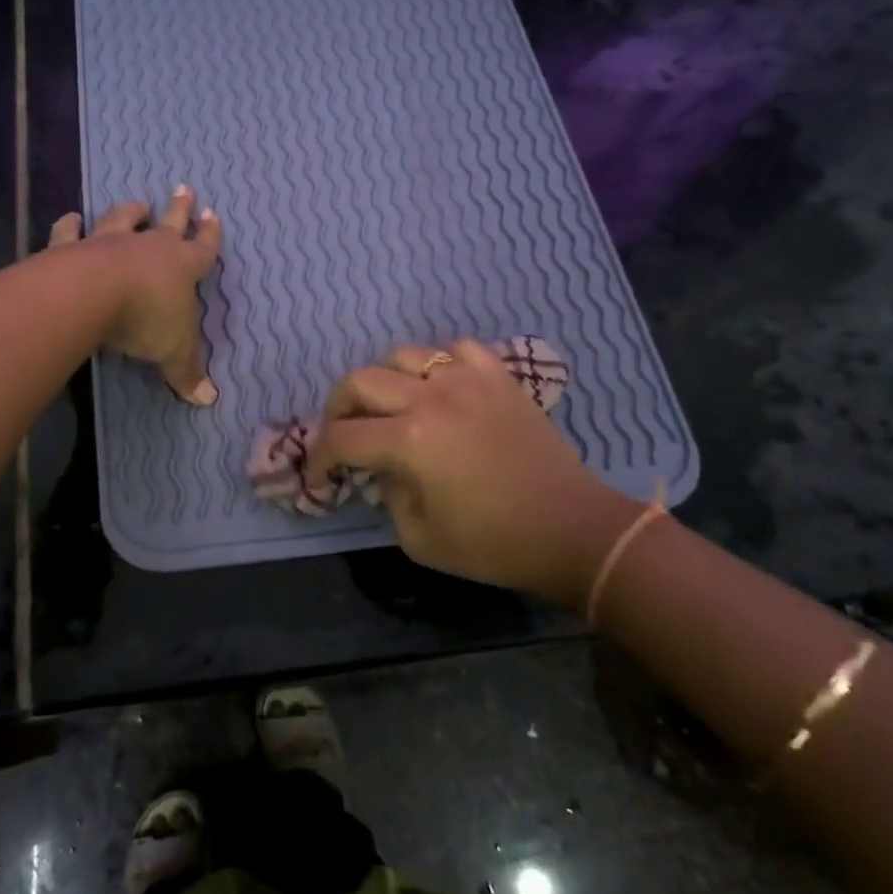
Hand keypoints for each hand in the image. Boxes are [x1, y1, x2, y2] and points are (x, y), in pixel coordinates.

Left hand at [47, 187, 222, 405]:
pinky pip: (71, 232)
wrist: (93, 295)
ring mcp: (109, 243)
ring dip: (131, 210)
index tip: (213, 215)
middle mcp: (148, 247)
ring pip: (123, 218)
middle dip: (179, 208)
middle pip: (169, 222)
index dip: (210, 235)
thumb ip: (188, 372)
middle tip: (184, 188)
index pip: (202, 248)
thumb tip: (209, 400)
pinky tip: (70, 218)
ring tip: (138, 202)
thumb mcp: (174, 352)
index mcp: (180, 266)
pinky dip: (70, 224)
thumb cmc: (146, 319)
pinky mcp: (73, 247)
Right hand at [306, 340, 641, 604]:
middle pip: (360, 381)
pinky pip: (456, 350)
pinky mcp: (498, 377)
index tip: (320, 475)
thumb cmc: (495, 543)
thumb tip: (383, 468)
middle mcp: (431, 398)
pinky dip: (438, 365)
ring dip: (383, 380)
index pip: (342, 437)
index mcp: (410, 441)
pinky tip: (440, 389)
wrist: (572, 528)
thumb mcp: (420, 538)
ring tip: (389, 406)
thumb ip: (387, 496)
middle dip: (337, 408)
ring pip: (402, 355)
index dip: (320, 457)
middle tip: (342, 434)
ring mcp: (468, 380)